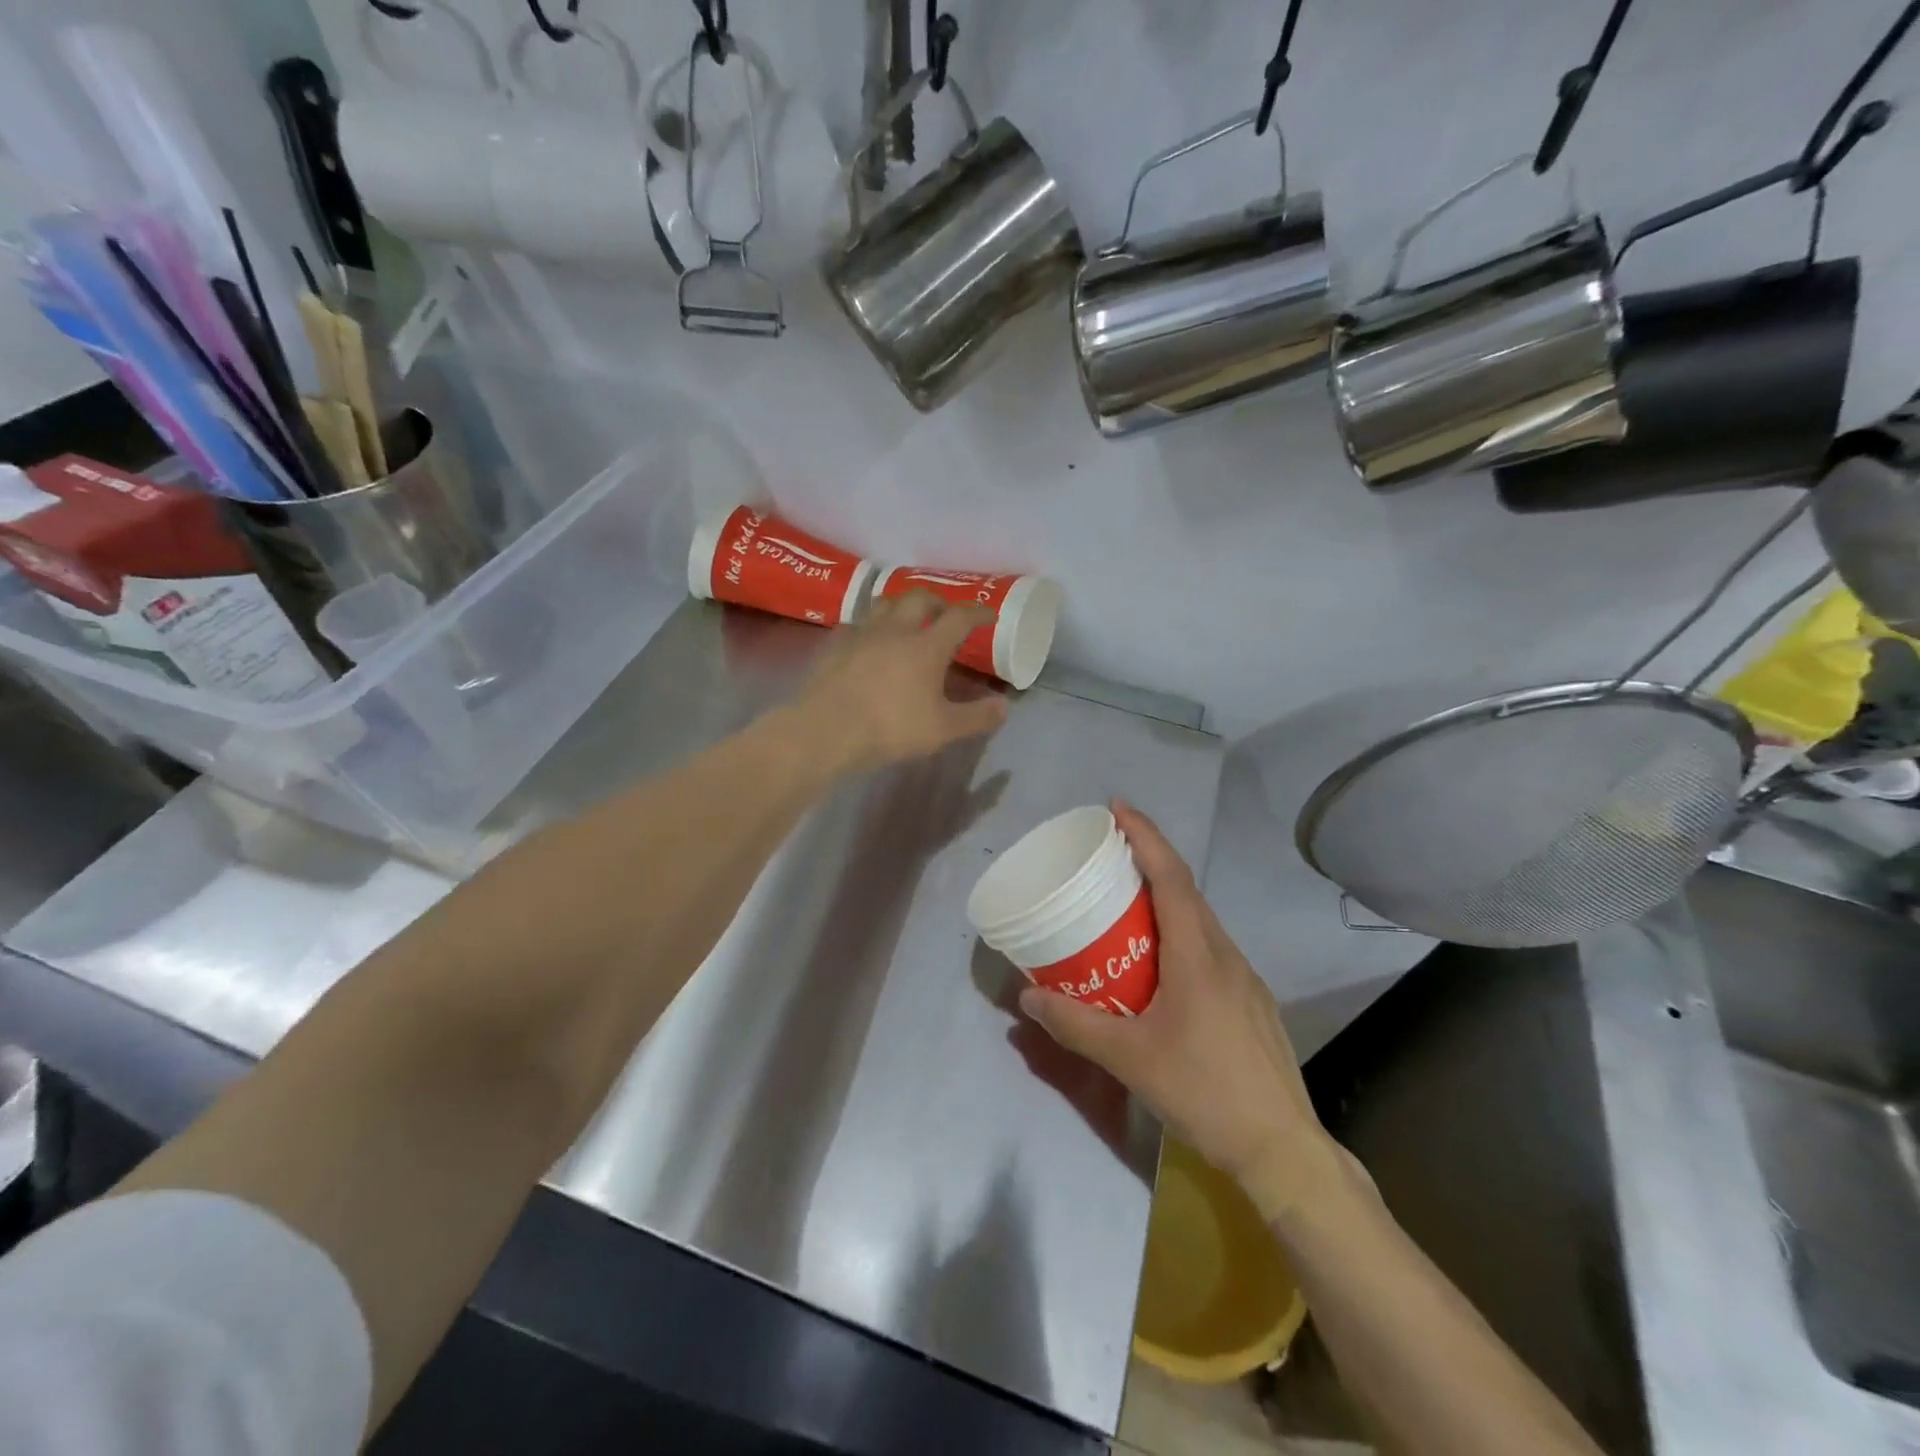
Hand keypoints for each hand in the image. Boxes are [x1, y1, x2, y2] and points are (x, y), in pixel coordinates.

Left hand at [794, 592, 1008, 772]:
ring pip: (884, 603)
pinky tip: (866, 638)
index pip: (959, 618)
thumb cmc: (891, 728)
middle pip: (919, 598)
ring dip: (900, 604)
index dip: (978, 613)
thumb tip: (1004, 706)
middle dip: (937, 601)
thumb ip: (977, 717)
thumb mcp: (943, 730)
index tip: (988, 615)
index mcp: (926, 646)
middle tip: (945, 613)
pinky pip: (855, 623)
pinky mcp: (834, 644)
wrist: (827, 730)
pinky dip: (868, 625)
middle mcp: (895, 629)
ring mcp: (861, 633)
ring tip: (906, 617)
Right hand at [1018, 802, 1342, 1214]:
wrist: (1281, 1148)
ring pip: (1201, 921)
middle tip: (1108, 854)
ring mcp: (1245, 978)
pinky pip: (1210, 948)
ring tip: (1127, 904)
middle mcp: (1225, 954)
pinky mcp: (1251, 1001)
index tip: (1117, 807)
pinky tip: (1160, 965)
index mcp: (1198, 954)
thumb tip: (1027, 995)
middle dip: (1150, 861)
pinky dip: (1180, 933)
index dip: (1145, 835)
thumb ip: (1075, 1024)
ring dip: (1165, 899)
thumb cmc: (1203, 1091)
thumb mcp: (1129, 1058)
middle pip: (1186, 890)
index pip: (1170, 876)